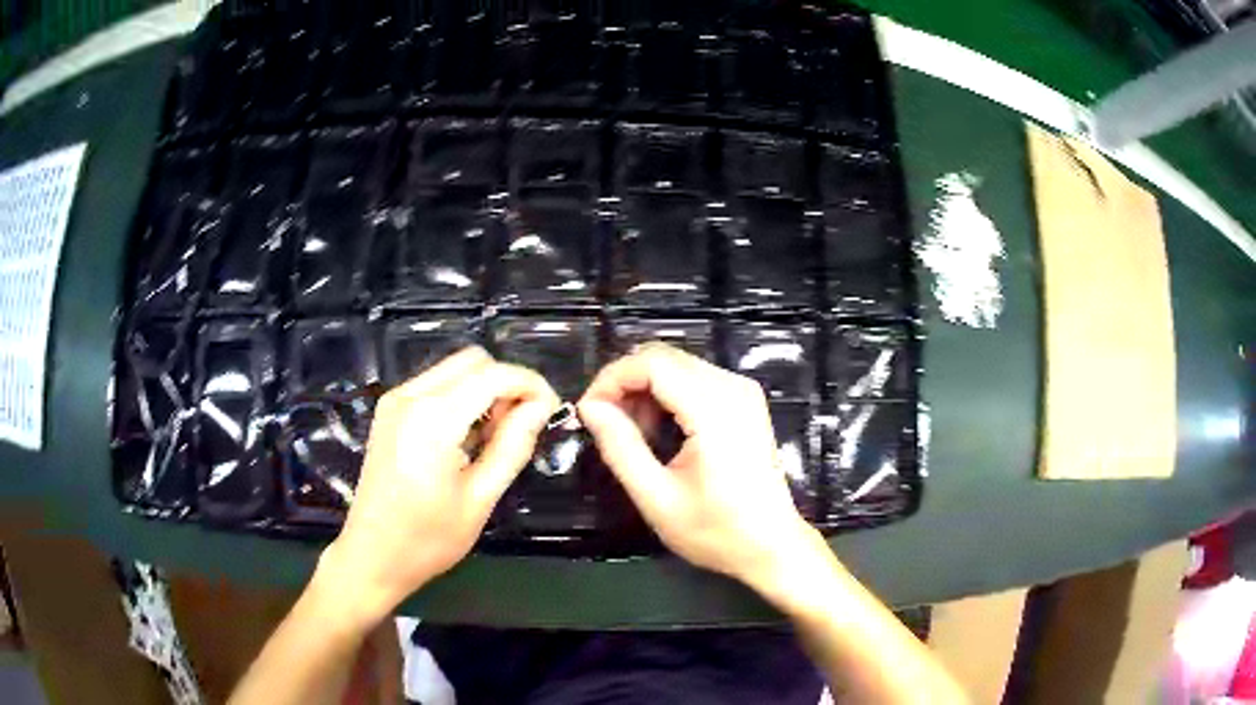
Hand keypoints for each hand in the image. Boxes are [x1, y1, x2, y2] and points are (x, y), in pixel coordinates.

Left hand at [318, 347, 558, 622]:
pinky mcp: (389, 411)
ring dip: (484, 389)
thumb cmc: (427, 539)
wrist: (371, 556)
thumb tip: (541, 407)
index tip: (552, 410)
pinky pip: (435, 384)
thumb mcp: (479, 499)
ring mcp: (395, 400)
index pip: (493, 376)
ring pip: (454, 369)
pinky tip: (467, 436)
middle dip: (506, 383)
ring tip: (495, 436)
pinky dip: (461, 397)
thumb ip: (512, 446)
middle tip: (521, 426)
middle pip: (473, 361)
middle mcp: (410, 396)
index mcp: (432, 419)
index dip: (530, 384)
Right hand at [578, 343, 819, 588]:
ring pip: (677, 365)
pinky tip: (659, 431)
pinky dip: (667, 395)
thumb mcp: (657, 498)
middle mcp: (732, 387)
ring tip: (632, 435)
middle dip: (625, 384)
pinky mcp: (745, 400)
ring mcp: (743, 391)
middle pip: (664, 357)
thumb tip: (589, 407)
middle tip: (605, 425)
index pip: (652, 363)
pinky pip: (694, 379)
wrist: (771, 545)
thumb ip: (620, 448)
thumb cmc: (716, 531)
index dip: (612, 379)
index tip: (587, 412)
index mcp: (714, 409)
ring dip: (645, 391)